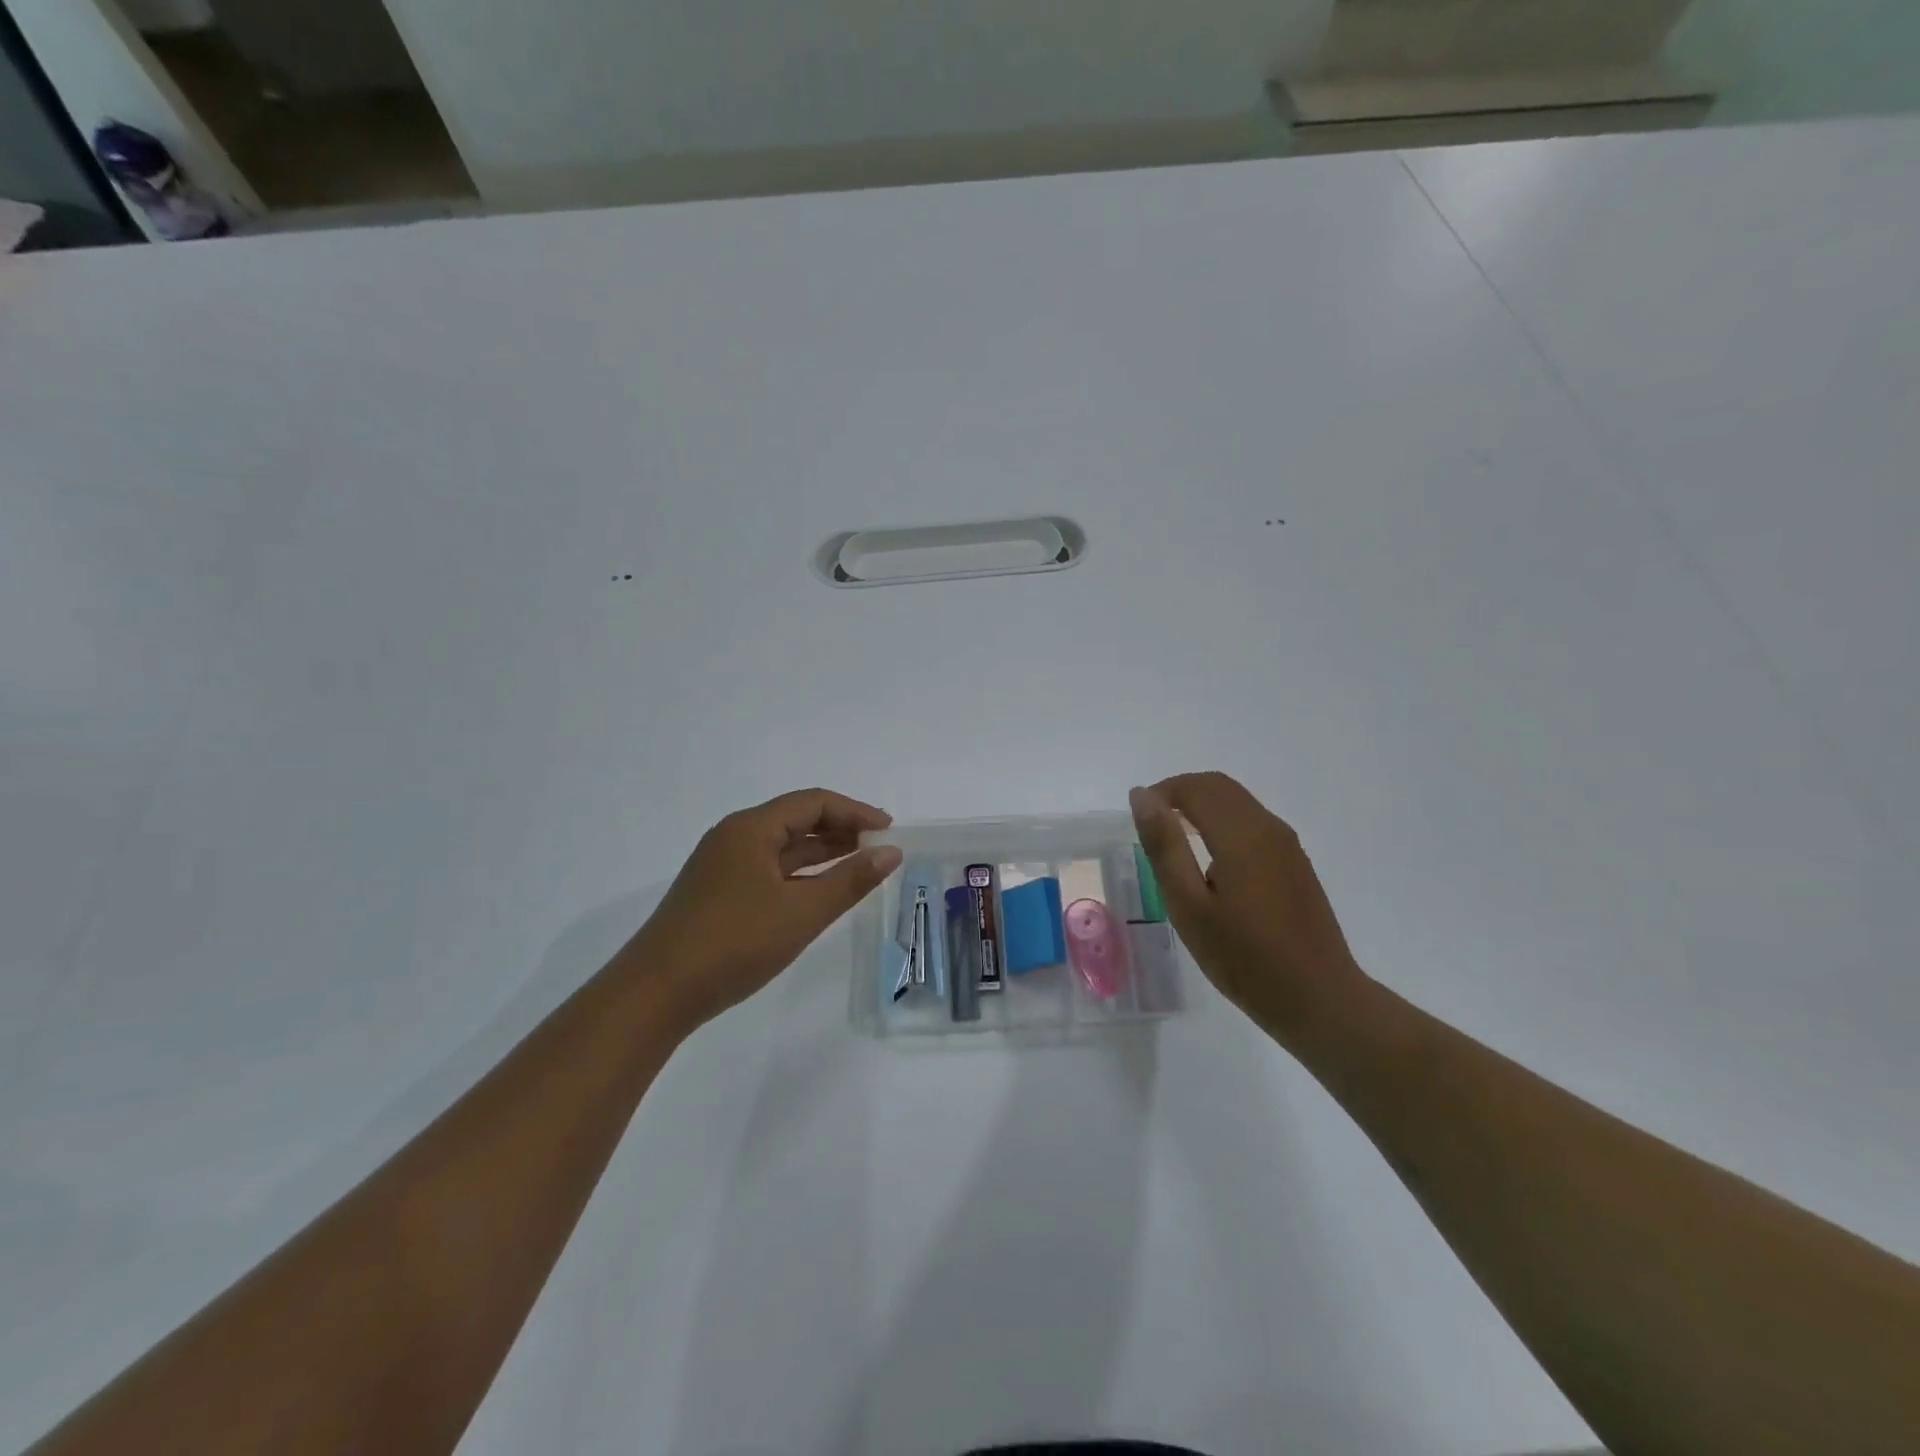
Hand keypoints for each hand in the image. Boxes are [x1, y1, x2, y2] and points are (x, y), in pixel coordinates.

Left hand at [633, 788, 902, 1029]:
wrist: (655, 994)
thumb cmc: (734, 943)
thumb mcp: (801, 912)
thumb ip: (850, 880)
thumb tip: (891, 852)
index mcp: (750, 828)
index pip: (813, 802)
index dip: (855, 812)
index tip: (889, 831)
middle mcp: (734, 837)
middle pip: (796, 819)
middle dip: (840, 829)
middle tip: (878, 848)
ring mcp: (722, 866)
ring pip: (781, 847)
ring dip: (821, 852)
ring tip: (860, 865)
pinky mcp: (718, 893)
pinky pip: (768, 869)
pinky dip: (799, 874)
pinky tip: (820, 891)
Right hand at [1130, 772, 1367, 1042]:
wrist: (1318, 999)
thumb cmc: (1244, 958)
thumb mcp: (1188, 905)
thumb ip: (1164, 846)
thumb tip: (1142, 796)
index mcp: (1242, 833)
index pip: (1195, 787)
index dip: (1161, 793)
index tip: (1137, 822)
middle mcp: (1268, 827)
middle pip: (1219, 787)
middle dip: (1180, 794)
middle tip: (1151, 828)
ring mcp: (1287, 845)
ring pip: (1238, 803)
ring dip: (1201, 808)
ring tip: (1174, 843)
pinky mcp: (1295, 863)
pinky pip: (1252, 823)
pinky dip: (1222, 823)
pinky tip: (1210, 863)